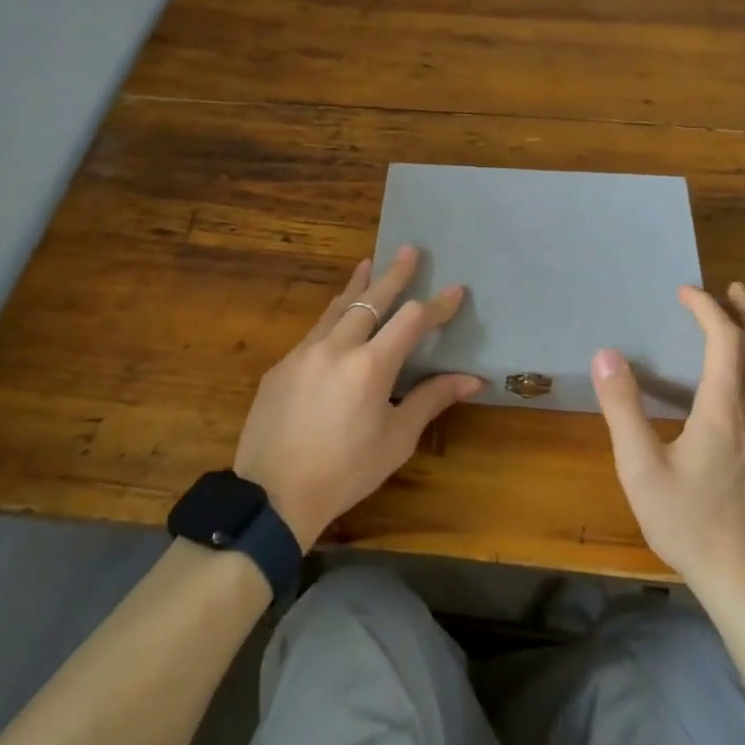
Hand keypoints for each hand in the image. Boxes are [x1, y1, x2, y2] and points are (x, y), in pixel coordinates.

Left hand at [233, 247, 481, 550]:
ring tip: (367, 264)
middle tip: (408, 250)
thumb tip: (471, 379)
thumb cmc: (346, 472)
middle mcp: (336, 348)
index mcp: (370, 366)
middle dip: (393, 274)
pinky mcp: (281, 366)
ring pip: (336, 309)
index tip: (455, 290)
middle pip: (371, 300)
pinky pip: (313, 333)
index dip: (437, 305)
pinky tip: (336, 322)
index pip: (411, 321)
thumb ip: (430, 400)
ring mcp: (303, 353)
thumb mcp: (396, 439)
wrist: (273, 494)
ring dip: (357, 287)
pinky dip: (332, 319)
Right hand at [591, 282, 744, 599]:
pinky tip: (730, 387)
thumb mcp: (641, 467)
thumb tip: (606, 355)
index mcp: (725, 411)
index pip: (727, 341)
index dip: (708, 309)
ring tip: (733, 325)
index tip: (684, 292)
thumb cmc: (689, 523)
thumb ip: (623, 408)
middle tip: (731, 289)